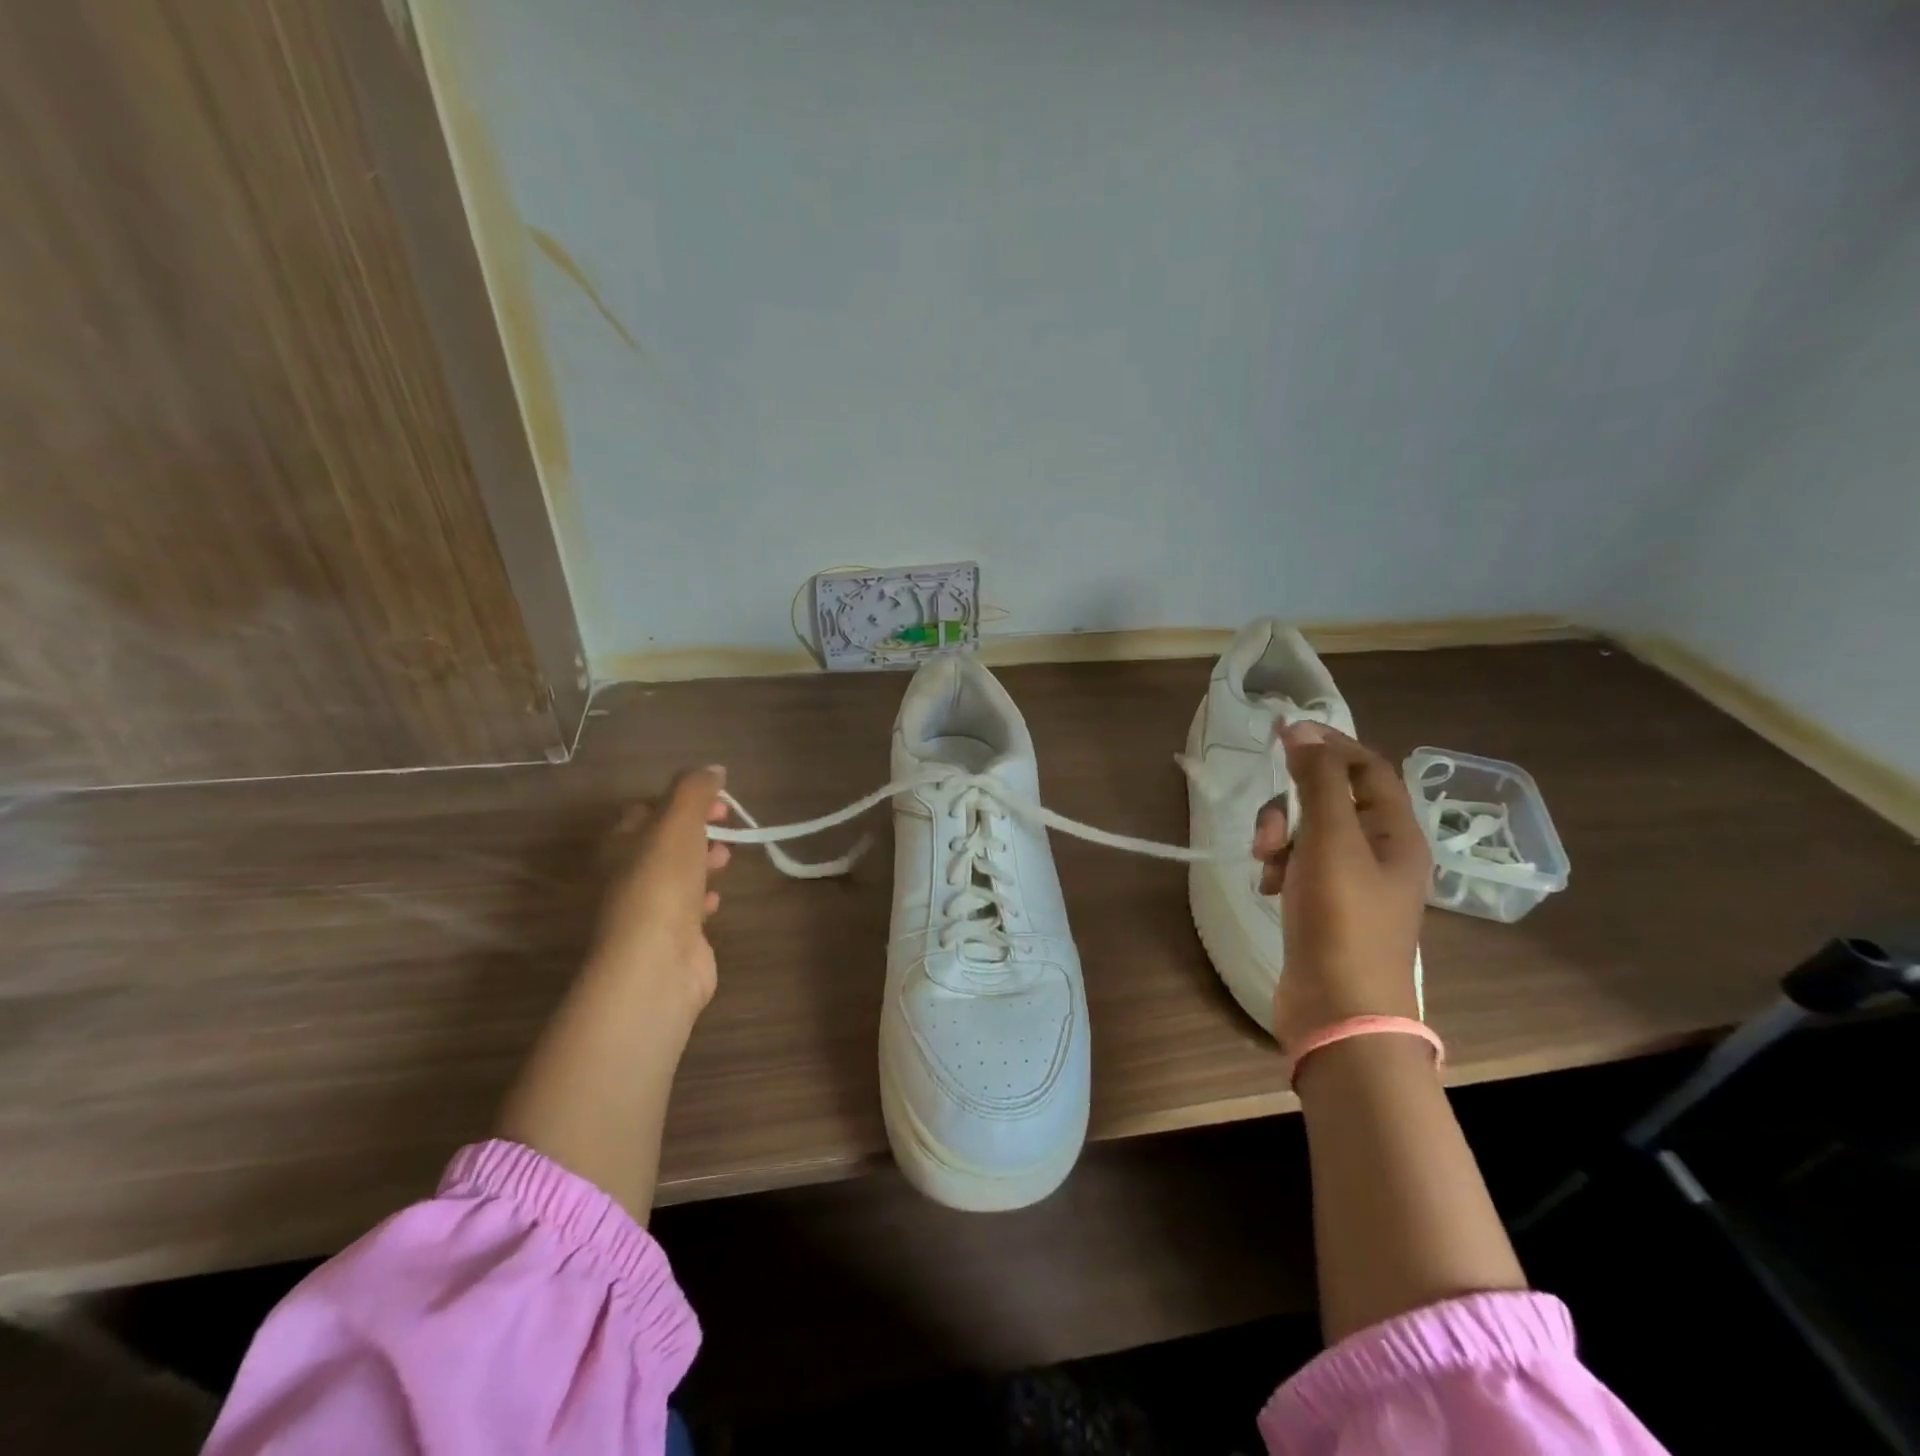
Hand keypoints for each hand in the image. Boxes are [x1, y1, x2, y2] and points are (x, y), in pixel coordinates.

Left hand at [591, 766, 732, 1016]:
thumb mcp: (677, 821)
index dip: (684, 799)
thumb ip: (694, 789)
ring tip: (726, 859)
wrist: (657, 961)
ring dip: (702, 862)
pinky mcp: (670, 937)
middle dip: (697, 830)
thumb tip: (713, 768)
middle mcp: (627, 874)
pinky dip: (704, 898)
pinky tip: (716, 899)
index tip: (720, 801)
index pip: (647, 809)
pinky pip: (688, 908)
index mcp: (620, 843)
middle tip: (727, 827)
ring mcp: (648, 908)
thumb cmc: (662, 882)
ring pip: (677, 874)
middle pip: (664, 842)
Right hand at [1255, 724, 1428, 1048]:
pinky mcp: (1325, 905)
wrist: (1339, 1010)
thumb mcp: (1330, 841)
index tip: (1281, 733)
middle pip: (1331, 799)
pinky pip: (1298, 864)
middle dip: (1292, 803)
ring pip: (1308, 832)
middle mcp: (1380, 852)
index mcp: (1397, 832)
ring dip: (1280, 836)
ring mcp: (1352, 881)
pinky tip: (1267, 886)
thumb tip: (1302, 731)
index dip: (1327, 744)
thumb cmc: (1342, 920)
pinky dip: (1279, 866)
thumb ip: (1317, 782)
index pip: (1366, 767)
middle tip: (1270, 829)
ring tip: (1265, 863)